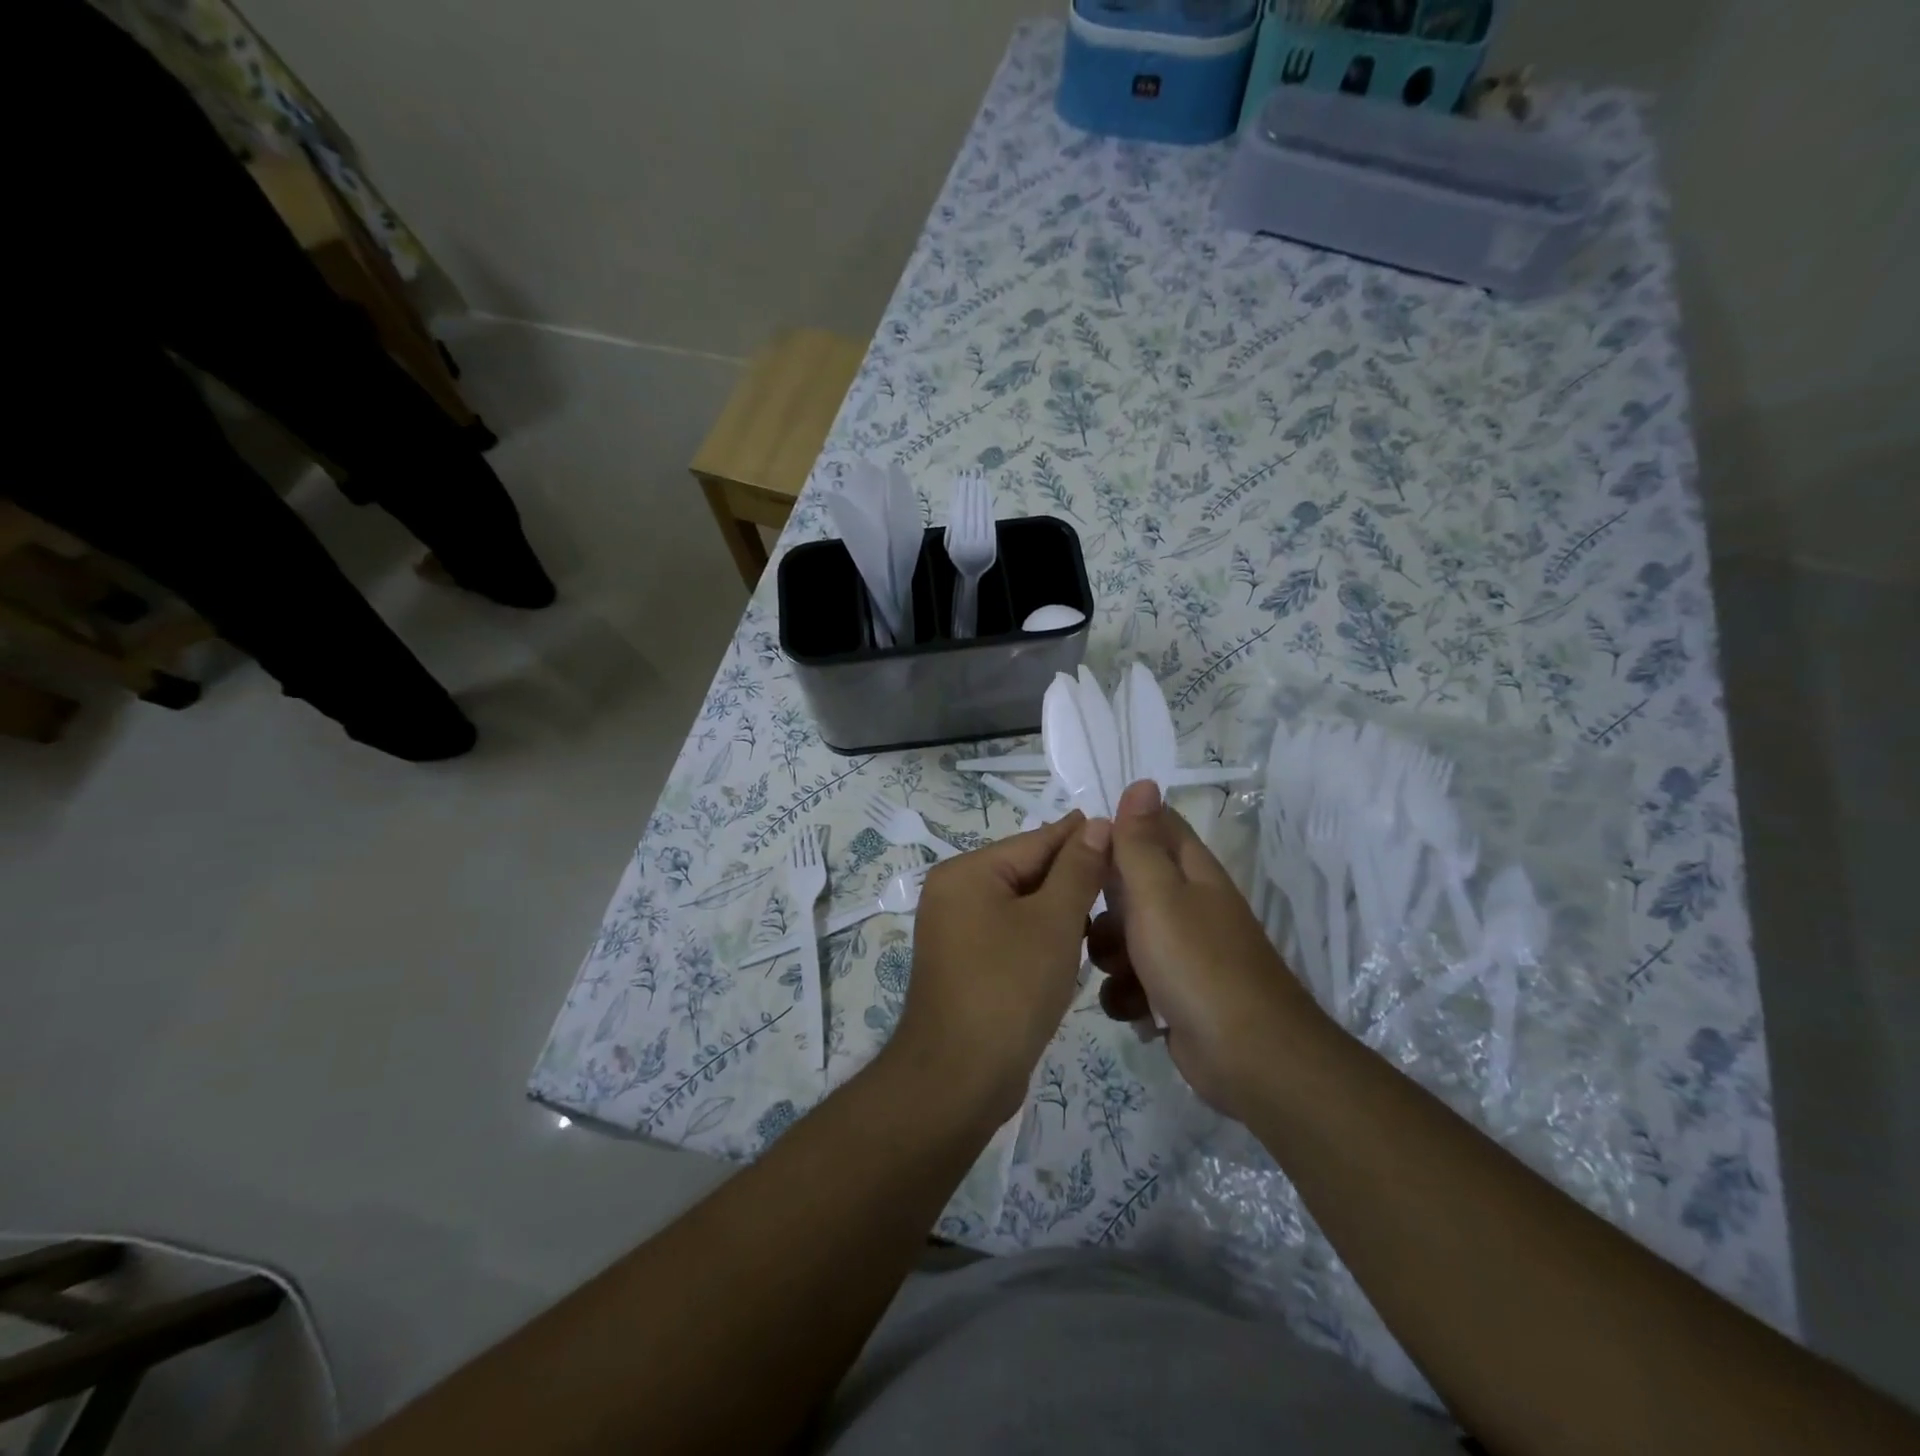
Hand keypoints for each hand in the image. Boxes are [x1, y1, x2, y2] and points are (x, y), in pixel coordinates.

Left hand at [889, 812, 1110, 1125]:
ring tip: (1109, 907)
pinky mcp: (966, 963)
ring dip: (1060, 907)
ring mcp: (956, 930)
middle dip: (1073, 874)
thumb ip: (1077, 870)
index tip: (1123, 828)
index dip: (1081, 836)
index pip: (1035, 841)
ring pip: (1021, 904)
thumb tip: (1097, 824)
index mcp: (966, 872)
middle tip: (1126, 874)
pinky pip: (1011, 933)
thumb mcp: (1053, 922)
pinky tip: (1076, 942)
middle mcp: (954, 893)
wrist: (959, 1078)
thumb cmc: (1009, 988)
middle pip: (1025, 871)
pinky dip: (1041, 934)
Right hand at [1090, 781, 1323, 1117]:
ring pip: (1124, 937)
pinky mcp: (1175, 994)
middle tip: (1084, 919)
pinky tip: (1132, 1009)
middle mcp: (1187, 905)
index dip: (1116, 829)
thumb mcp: (1158, 894)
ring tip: (1116, 973)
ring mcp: (1183, 952)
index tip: (1079, 845)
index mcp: (1190, 871)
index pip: (1152, 826)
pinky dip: (1127, 994)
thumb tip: (1142, 781)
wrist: (1249, 1057)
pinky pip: (1134, 981)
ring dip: (1109, 955)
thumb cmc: (1197, 963)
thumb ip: (1140, 842)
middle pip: (1129, 886)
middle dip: (1101, 905)